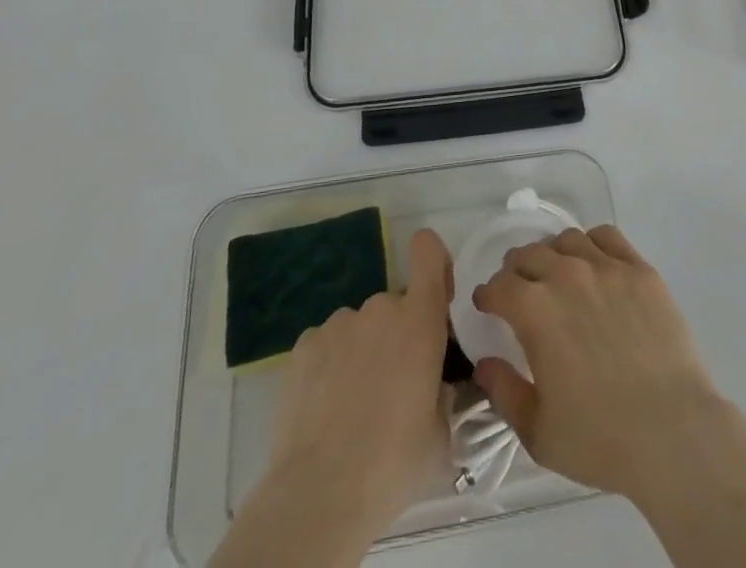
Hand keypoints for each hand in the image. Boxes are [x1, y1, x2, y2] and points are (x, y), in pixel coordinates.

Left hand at [264, 228, 453, 536]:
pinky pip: (326, 345)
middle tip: (391, 386)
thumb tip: (436, 386)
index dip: (432, 259)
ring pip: (358, 328)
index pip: (427, 253)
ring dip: (361, 352)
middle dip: (395, 336)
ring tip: (351, 405)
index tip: (435, 290)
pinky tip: (324, 408)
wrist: (320, 493)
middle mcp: (380, 308)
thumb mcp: (440, 432)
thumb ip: (442, 393)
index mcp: (420, 320)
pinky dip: (329, 366)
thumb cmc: (394, 462)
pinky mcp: (303, 345)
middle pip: (394, 306)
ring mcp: (339, 323)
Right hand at [470, 225, 727, 503]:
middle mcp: (566, 275)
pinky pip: (607, 237)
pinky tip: (593, 263)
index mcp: (534, 310)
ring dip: (552, 253)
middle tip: (518, 288)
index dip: (488, 295)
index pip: (499, 286)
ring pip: (567, 240)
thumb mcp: (538, 432)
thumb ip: (504, 393)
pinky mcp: (639, 269)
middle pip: (529, 254)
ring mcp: (606, 267)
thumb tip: (484, 363)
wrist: (672, 431)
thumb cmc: (600, 438)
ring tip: (556, 273)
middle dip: (516, 270)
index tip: (488, 305)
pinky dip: (592, 243)